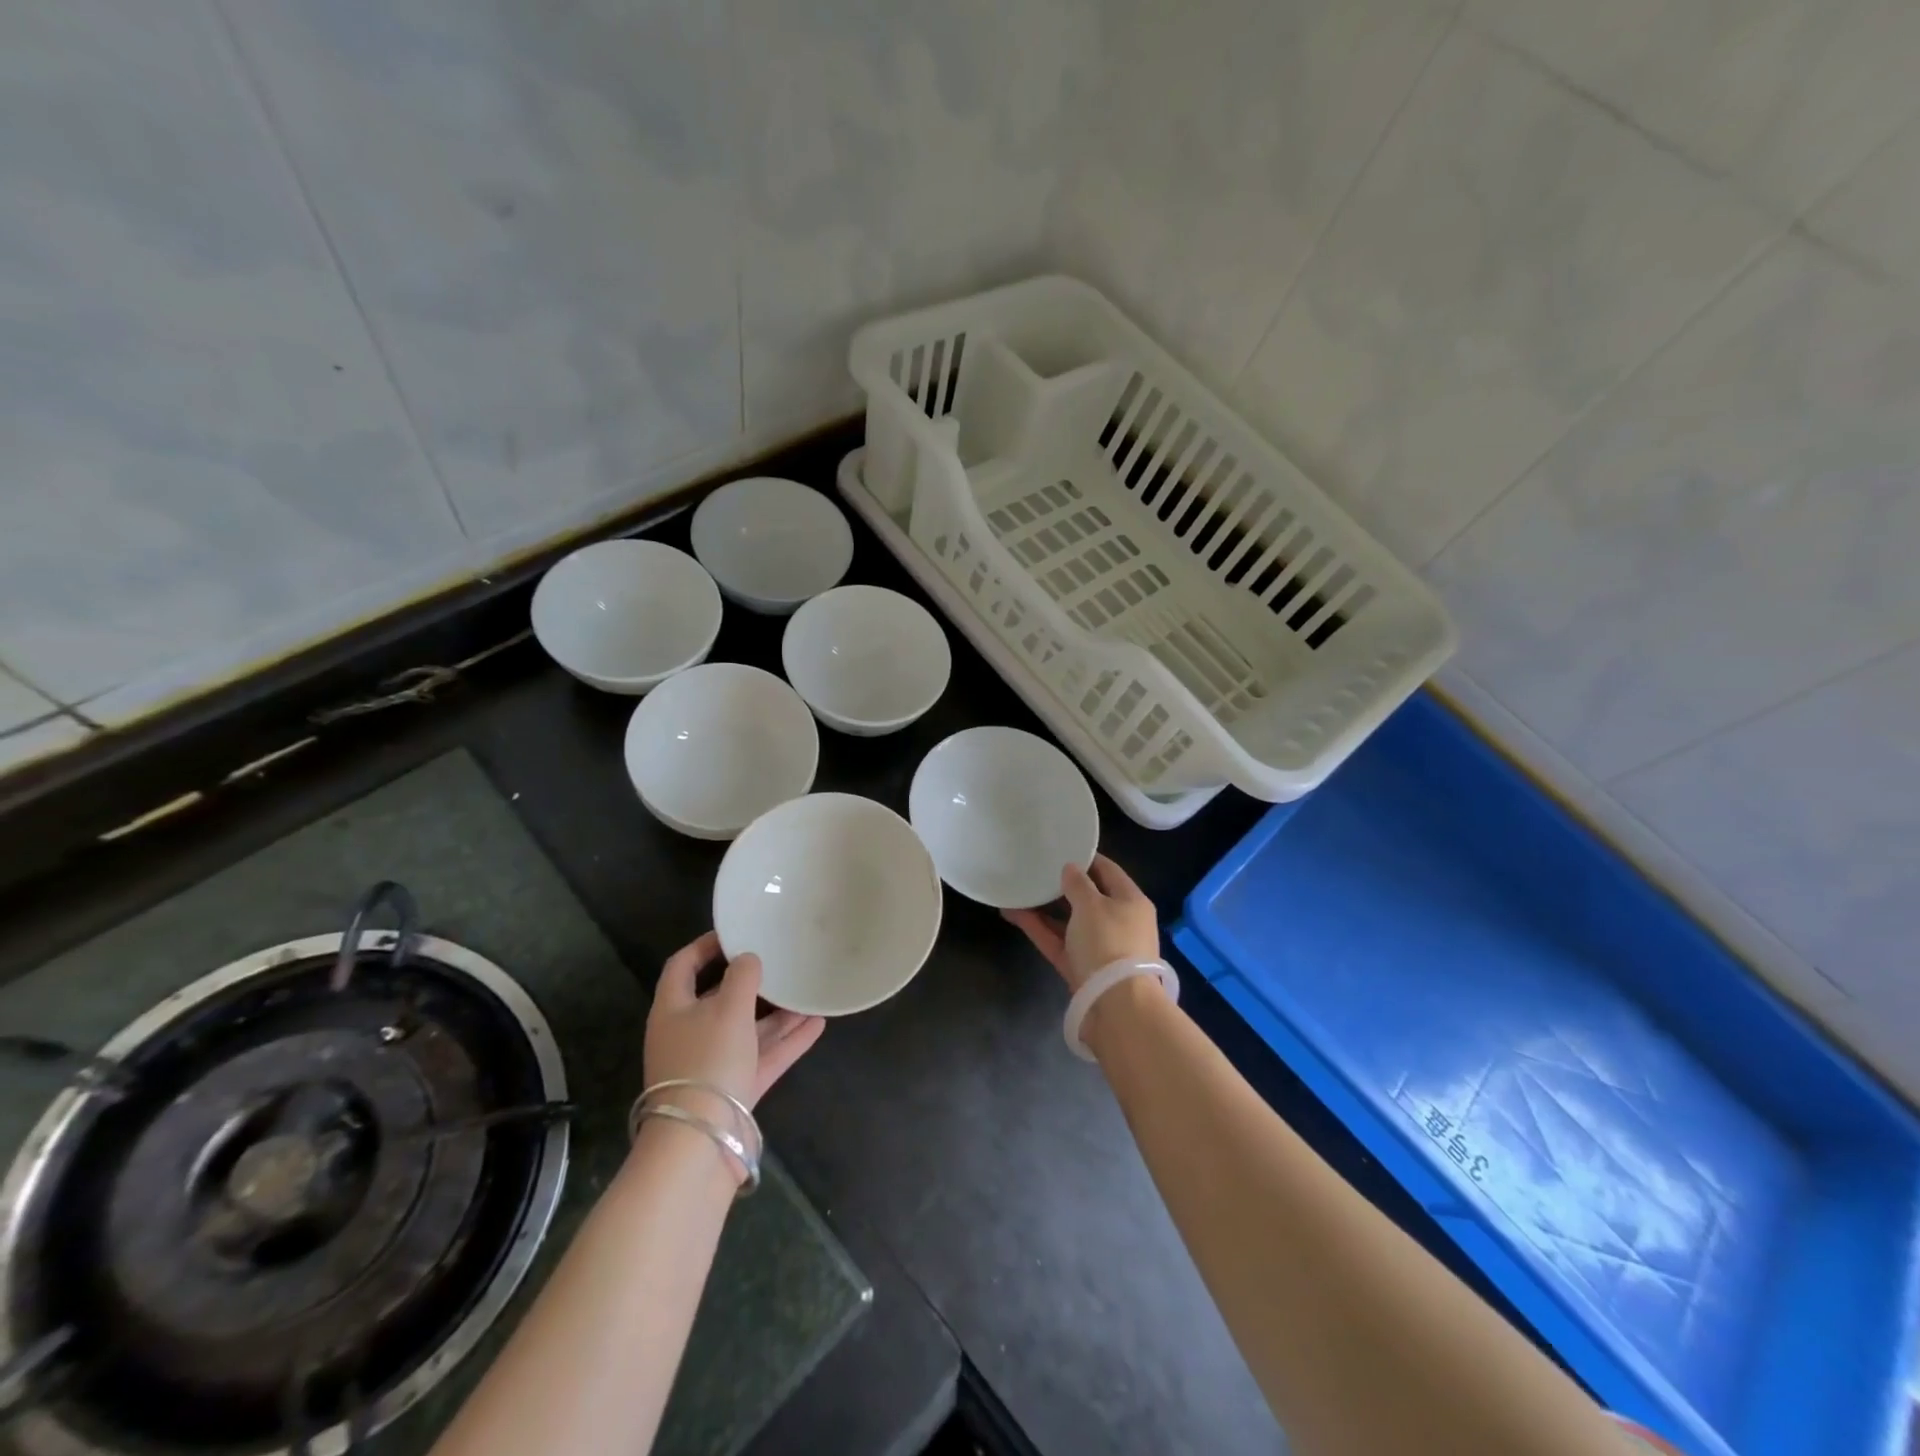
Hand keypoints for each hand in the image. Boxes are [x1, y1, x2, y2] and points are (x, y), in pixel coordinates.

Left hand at [644, 932, 824, 1110]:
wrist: (701, 1141)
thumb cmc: (708, 1061)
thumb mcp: (727, 1008)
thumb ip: (742, 976)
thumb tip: (748, 959)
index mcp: (673, 1009)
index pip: (683, 965)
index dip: (706, 945)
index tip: (737, 932)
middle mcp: (689, 1034)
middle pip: (719, 998)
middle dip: (751, 981)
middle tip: (778, 961)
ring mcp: (712, 1064)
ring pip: (747, 1029)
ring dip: (776, 1012)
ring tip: (806, 991)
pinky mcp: (735, 1089)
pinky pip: (763, 1056)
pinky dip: (787, 1041)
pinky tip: (817, 1023)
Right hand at [1003, 855, 1159, 992]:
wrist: (1115, 1006)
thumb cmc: (1109, 943)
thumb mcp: (1092, 905)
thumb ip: (1078, 884)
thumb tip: (1070, 869)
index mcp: (1131, 901)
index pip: (1108, 870)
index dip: (1085, 858)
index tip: (1059, 847)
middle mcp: (1118, 922)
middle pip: (1087, 897)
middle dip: (1060, 884)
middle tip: (1034, 868)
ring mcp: (1098, 947)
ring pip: (1068, 920)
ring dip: (1044, 907)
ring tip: (1017, 889)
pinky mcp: (1080, 967)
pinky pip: (1057, 940)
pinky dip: (1038, 928)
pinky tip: (1012, 913)